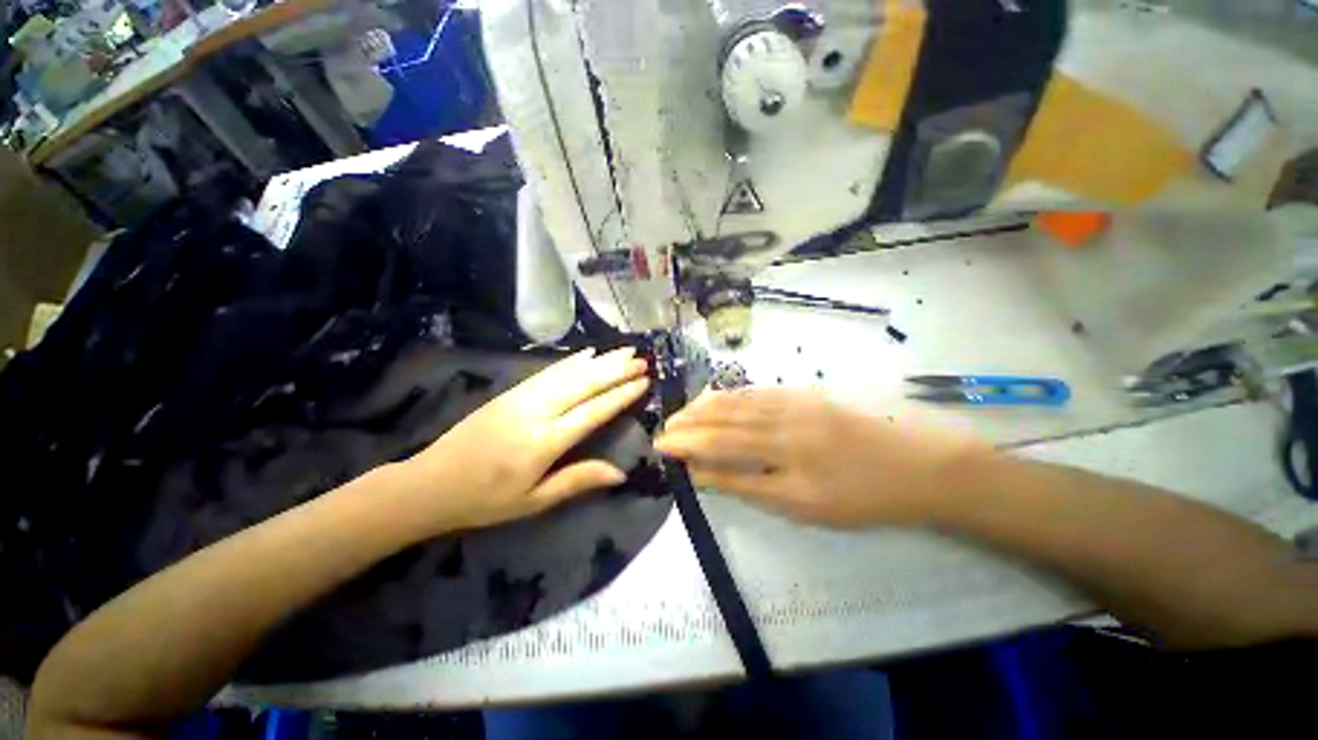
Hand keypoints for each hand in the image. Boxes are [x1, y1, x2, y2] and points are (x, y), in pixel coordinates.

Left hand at [377, 347, 649, 536]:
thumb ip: (577, 481)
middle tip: (641, 359)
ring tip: (623, 351)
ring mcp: (521, 398)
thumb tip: (620, 472)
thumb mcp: (534, 501)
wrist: (429, 484)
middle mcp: (535, 412)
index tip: (643, 381)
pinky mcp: (510, 392)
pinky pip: (547, 372)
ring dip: (598, 360)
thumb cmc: (485, 500)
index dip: (620, 395)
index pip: (592, 412)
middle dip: (615, 370)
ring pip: (567, 373)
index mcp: (544, 443)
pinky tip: (586, 354)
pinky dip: (570, 361)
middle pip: (583, 385)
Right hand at [654, 388, 988, 527]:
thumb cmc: (861, 496)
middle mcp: (782, 423)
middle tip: (663, 431)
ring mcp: (792, 403)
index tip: (662, 450)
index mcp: (783, 456)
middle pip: (723, 422)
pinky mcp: (801, 393)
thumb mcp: (804, 506)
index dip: (688, 449)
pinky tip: (714, 398)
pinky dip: (728, 395)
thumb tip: (705, 475)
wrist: (915, 464)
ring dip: (702, 408)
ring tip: (680, 415)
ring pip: (736, 402)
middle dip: (688, 426)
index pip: (721, 449)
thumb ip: (749, 487)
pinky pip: (755, 392)